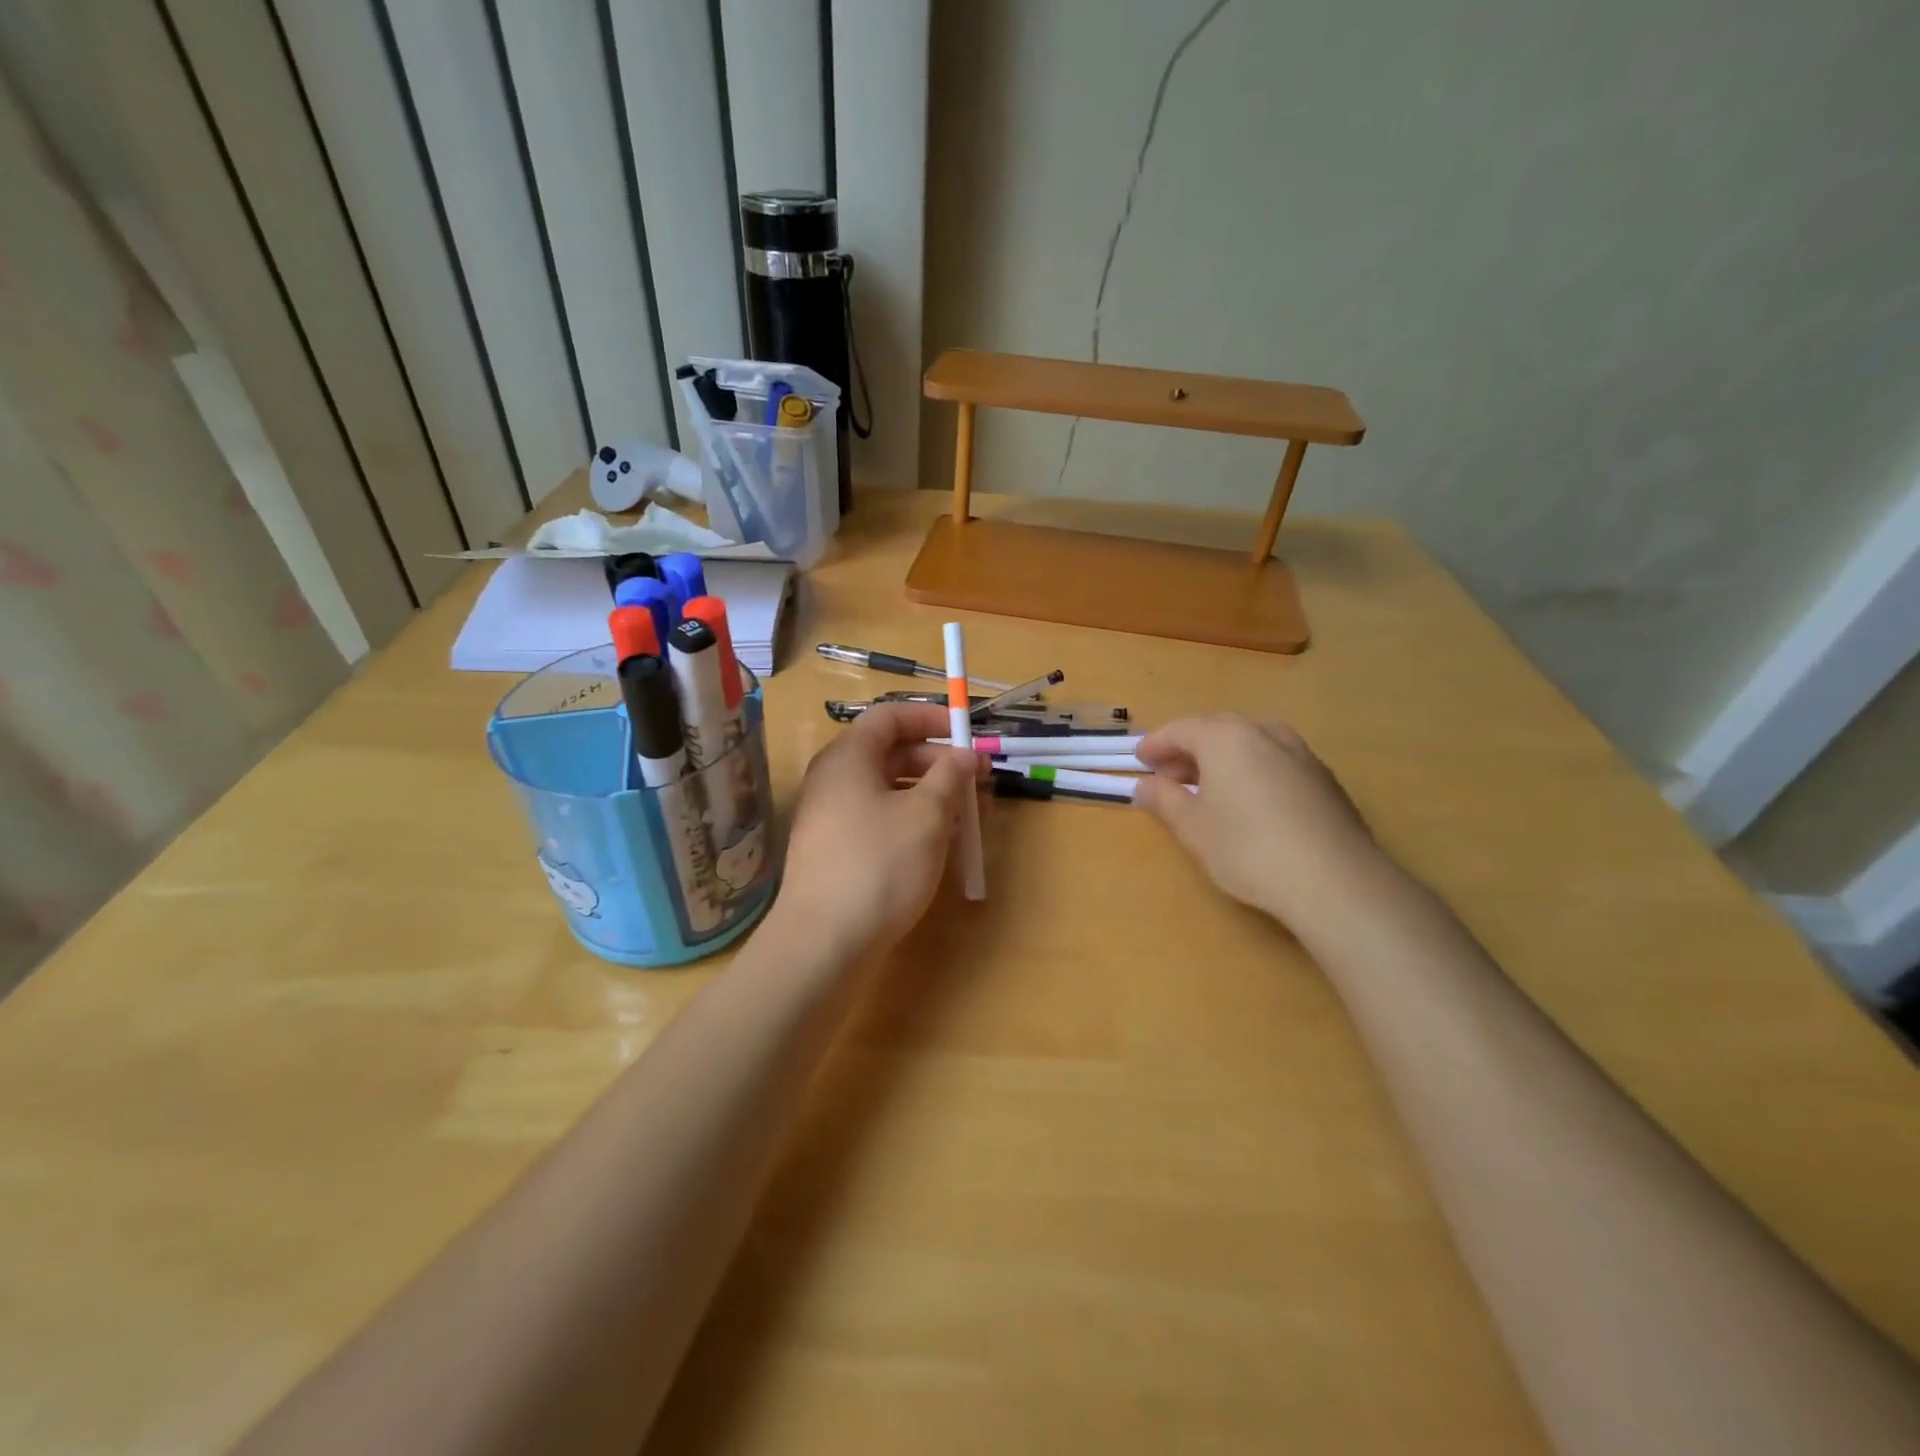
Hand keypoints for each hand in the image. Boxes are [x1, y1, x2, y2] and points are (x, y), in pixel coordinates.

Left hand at [775, 703, 983, 957]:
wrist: (824, 942)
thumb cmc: (879, 864)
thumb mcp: (926, 815)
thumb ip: (949, 777)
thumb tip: (964, 756)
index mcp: (849, 758)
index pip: (890, 717)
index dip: (932, 718)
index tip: (968, 733)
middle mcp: (835, 780)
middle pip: (892, 754)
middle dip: (940, 763)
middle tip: (980, 780)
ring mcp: (833, 818)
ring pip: (891, 791)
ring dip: (934, 796)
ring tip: (973, 815)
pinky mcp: (839, 851)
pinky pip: (882, 820)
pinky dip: (915, 822)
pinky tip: (945, 842)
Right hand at [1133, 715, 1388, 932]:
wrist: (1334, 880)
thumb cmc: (1248, 848)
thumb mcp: (1193, 828)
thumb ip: (1164, 800)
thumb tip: (1145, 786)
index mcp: (1226, 738)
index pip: (1180, 730)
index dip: (1155, 745)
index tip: (1139, 761)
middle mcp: (1264, 733)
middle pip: (1217, 730)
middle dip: (1189, 749)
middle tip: (1169, 776)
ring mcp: (1300, 753)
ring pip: (1251, 743)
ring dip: (1223, 758)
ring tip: (1209, 788)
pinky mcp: (1324, 778)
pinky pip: (1276, 761)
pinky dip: (1253, 770)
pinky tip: (1250, 802)